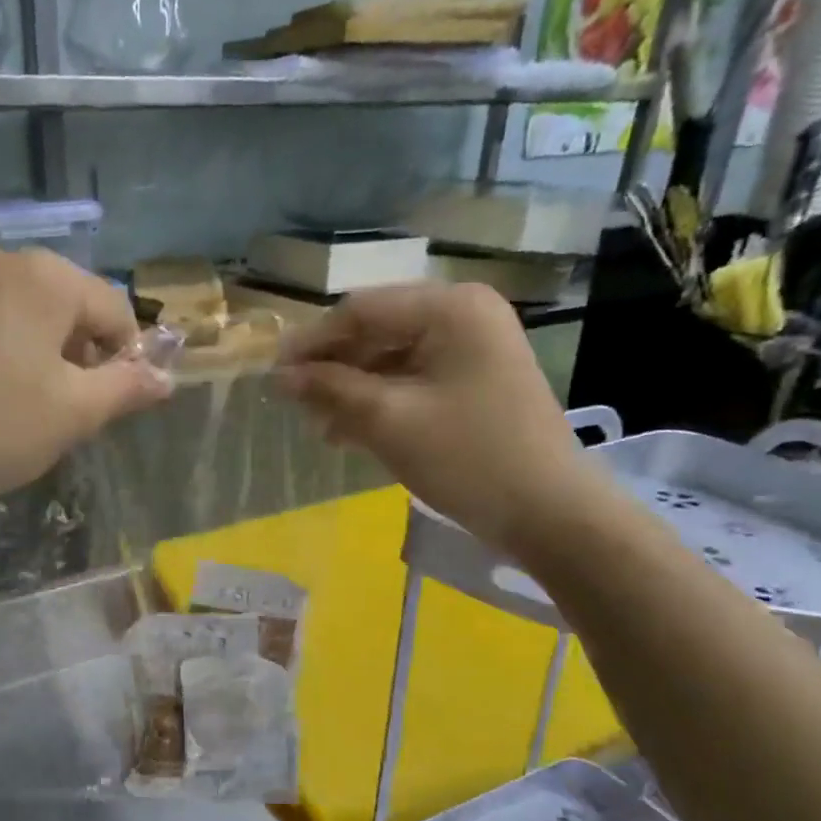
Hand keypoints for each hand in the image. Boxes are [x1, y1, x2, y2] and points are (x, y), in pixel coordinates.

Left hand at [0, 248, 171, 510]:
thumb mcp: (75, 414)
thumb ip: (128, 387)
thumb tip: (166, 377)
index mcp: (45, 278)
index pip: (112, 308)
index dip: (124, 353)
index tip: (111, 397)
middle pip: (58, 299)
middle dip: (72, 344)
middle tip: (61, 399)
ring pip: (5, 302)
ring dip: (22, 339)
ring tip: (9, 392)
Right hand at [278, 283, 594, 549]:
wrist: (548, 512)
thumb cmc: (467, 458)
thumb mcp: (388, 421)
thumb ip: (331, 389)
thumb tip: (281, 376)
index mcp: (449, 307)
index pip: (361, 310)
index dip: (312, 342)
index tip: (273, 376)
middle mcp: (464, 313)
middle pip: (377, 331)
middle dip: (333, 368)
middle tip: (295, 405)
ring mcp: (473, 346)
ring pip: (392, 357)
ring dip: (353, 388)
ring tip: (321, 426)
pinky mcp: (474, 378)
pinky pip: (413, 378)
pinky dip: (381, 400)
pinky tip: (351, 431)